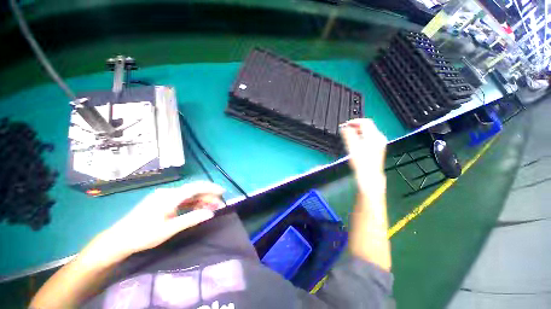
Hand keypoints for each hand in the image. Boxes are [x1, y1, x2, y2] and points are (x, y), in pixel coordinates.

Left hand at [88, 181, 225, 263]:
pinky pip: (183, 200)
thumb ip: (190, 219)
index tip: (222, 192)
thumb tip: (210, 213)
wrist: (118, 240)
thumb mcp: (168, 229)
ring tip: (213, 207)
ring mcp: (165, 196)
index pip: (195, 187)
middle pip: (194, 190)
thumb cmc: (142, 235)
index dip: (210, 188)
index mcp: (169, 196)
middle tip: (219, 204)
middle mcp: (169, 193)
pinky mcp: (163, 202)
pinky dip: (193, 203)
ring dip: (202, 200)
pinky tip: (199, 208)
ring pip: (189, 195)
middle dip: (208, 195)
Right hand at [340, 118, 386, 195]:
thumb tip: (344, 127)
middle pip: (367, 126)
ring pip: (368, 132)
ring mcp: (379, 143)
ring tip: (348, 136)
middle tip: (345, 130)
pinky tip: (355, 142)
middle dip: (355, 127)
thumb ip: (348, 135)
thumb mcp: (352, 147)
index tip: (345, 125)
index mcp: (374, 136)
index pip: (365, 122)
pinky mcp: (378, 149)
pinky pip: (369, 138)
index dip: (354, 122)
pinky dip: (361, 137)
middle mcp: (379, 138)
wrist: (369, 176)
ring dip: (358, 132)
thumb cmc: (361, 162)